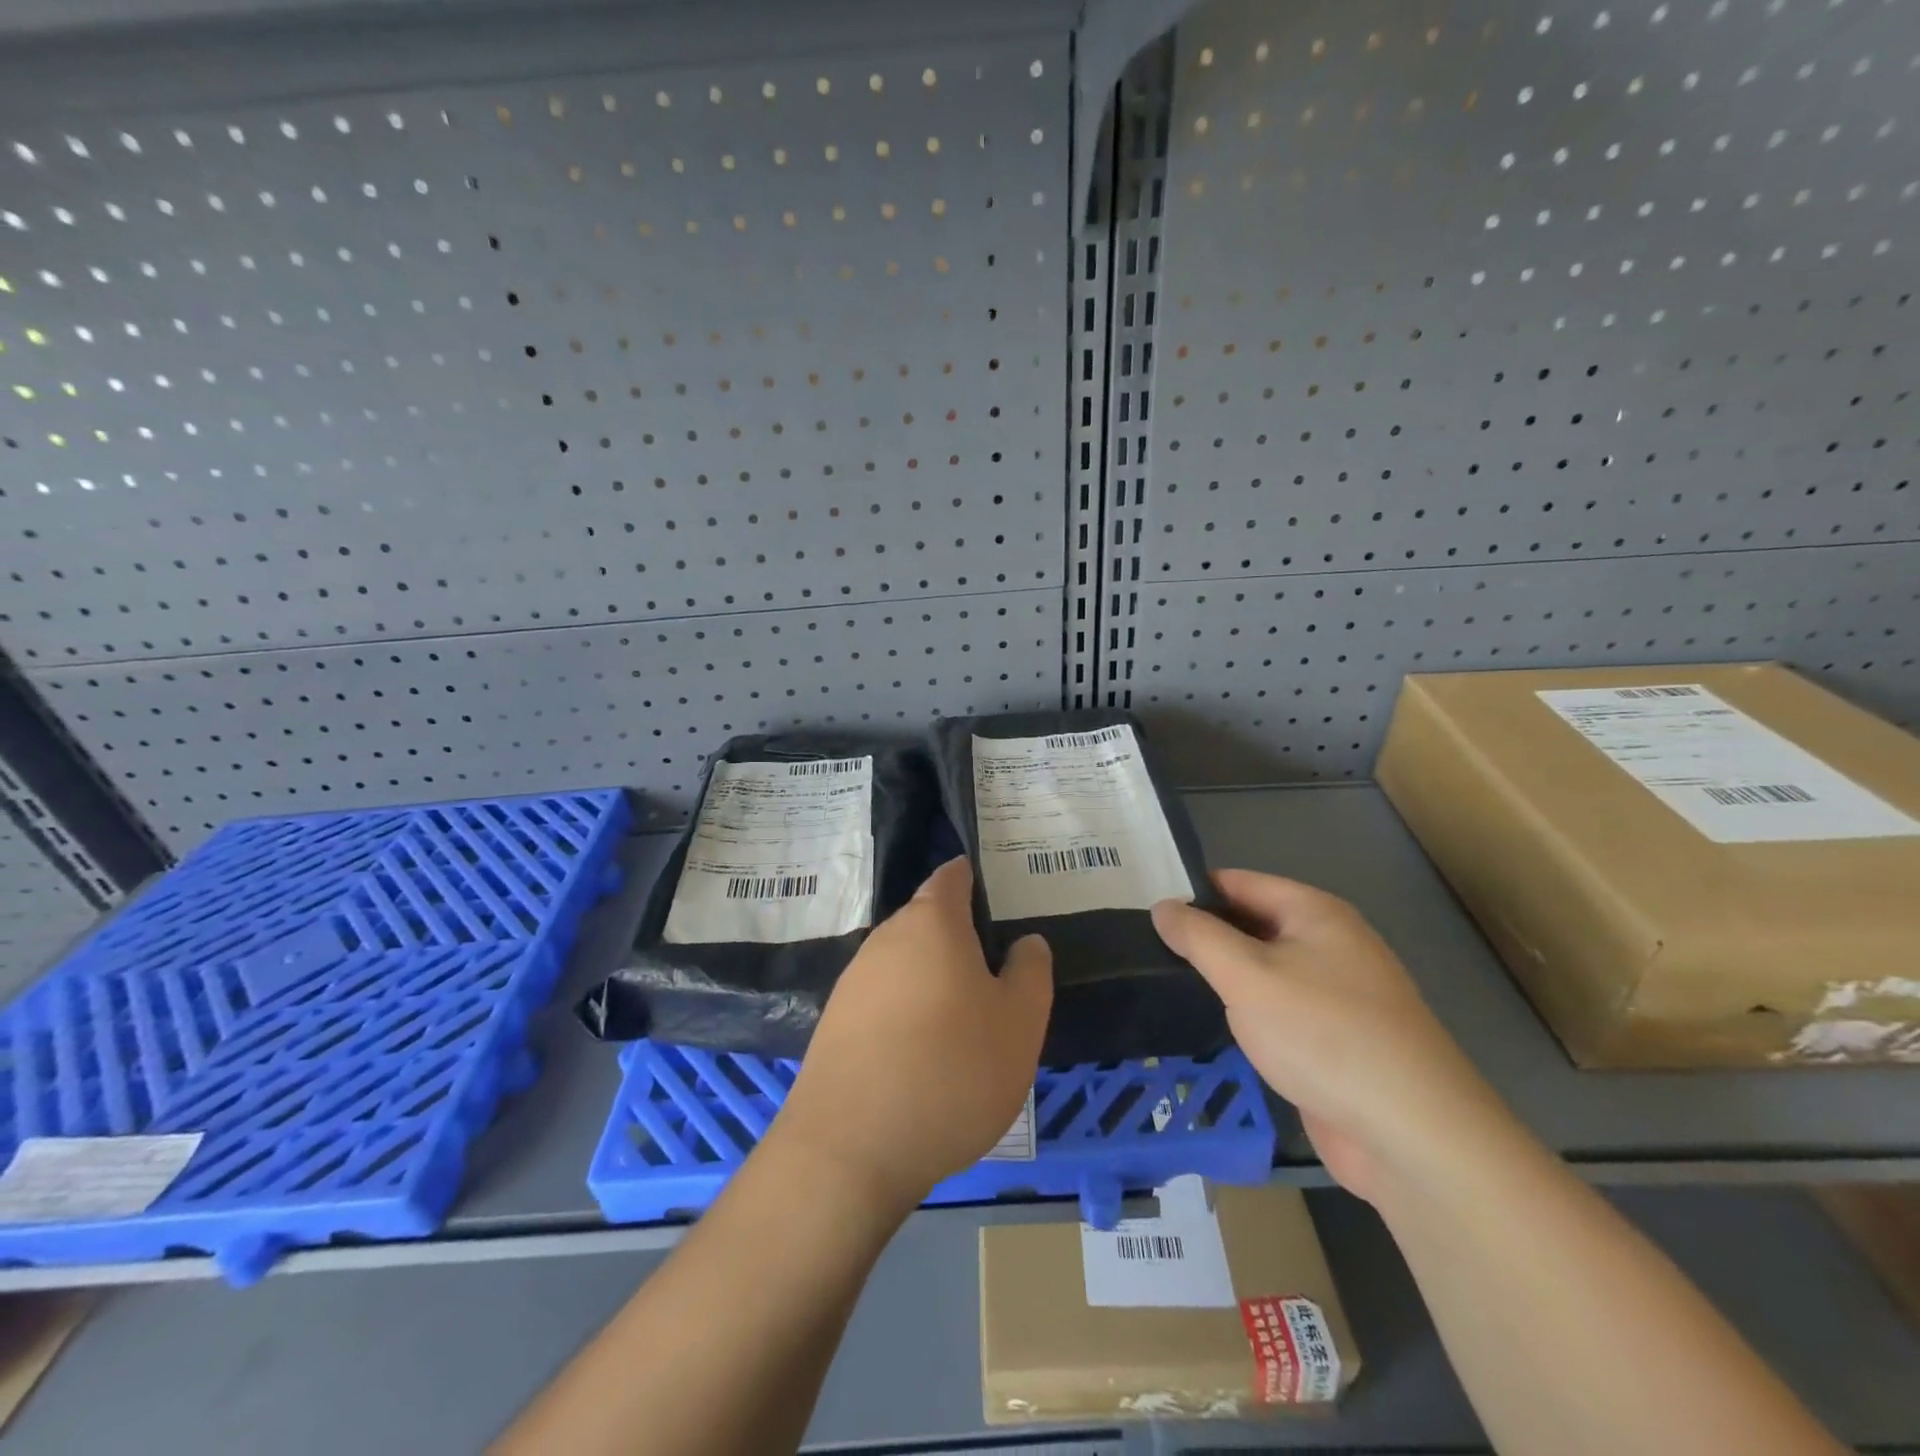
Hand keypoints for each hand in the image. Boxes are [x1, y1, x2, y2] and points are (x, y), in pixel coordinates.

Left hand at [773, 857, 1051, 1214]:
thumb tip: (1025, 942)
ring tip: (965, 1021)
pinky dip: (907, 1013)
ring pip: (905, 964)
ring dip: (934, 981)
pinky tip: (924, 1055)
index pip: (952, 877)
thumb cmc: (952, 1070)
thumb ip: (1030, 971)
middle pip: (928, 921)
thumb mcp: (1020, 1022)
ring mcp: (854, 981)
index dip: (974, 878)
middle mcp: (886, 939)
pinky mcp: (834, 1023)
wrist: (851, 1148)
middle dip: (960, 939)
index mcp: (932, 922)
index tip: (998, 895)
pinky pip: (883, 1001)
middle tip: (996, 974)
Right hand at [1153, 870, 1507, 1203]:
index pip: (1239, 883)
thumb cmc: (1324, 1035)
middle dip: (1205, 936)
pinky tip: (1215, 1025)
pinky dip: (1249, 1012)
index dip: (1192, 893)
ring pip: (1265, 970)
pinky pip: (1281, 1009)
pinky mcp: (1337, 1039)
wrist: (1412, 1135)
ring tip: (1166, 983)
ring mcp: (1338, 993)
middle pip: (1252, 924)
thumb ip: (1199, 936)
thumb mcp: (1247, 976)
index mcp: (1315, 913)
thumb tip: (1163, 906)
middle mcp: (1330, 943)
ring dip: (1226, 977)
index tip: (1147, 910)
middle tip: (1146, 949)